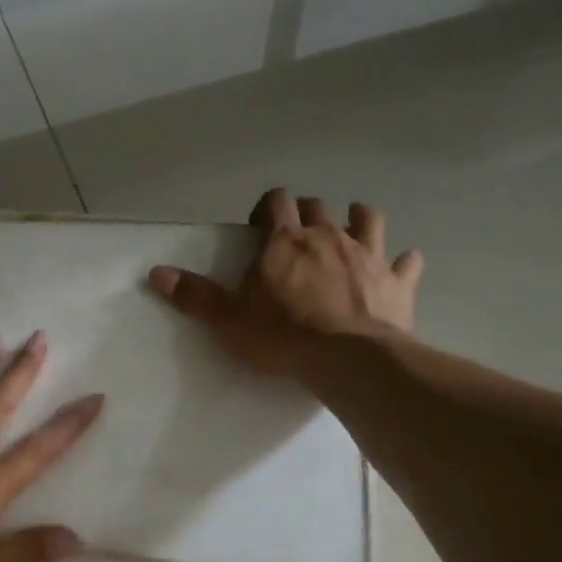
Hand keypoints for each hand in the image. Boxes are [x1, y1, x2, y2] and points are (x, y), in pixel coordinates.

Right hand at [147, 188, 421, 376]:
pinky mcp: (397, 282)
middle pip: (318, 207)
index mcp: (285, 241)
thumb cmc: (282, 337)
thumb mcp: (228, 320)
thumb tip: (155, 272)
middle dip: (307, 214)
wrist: (346, 359)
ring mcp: (368, 255)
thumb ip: (195, 296)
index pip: (276, 202)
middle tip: (298, 237)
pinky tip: (401, 266)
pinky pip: (406, 262)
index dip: (267, 208)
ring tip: (351, 230)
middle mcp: (328, 236)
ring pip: (367, 219)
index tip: (259, 226)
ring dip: (358, 220)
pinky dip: (403, 262)